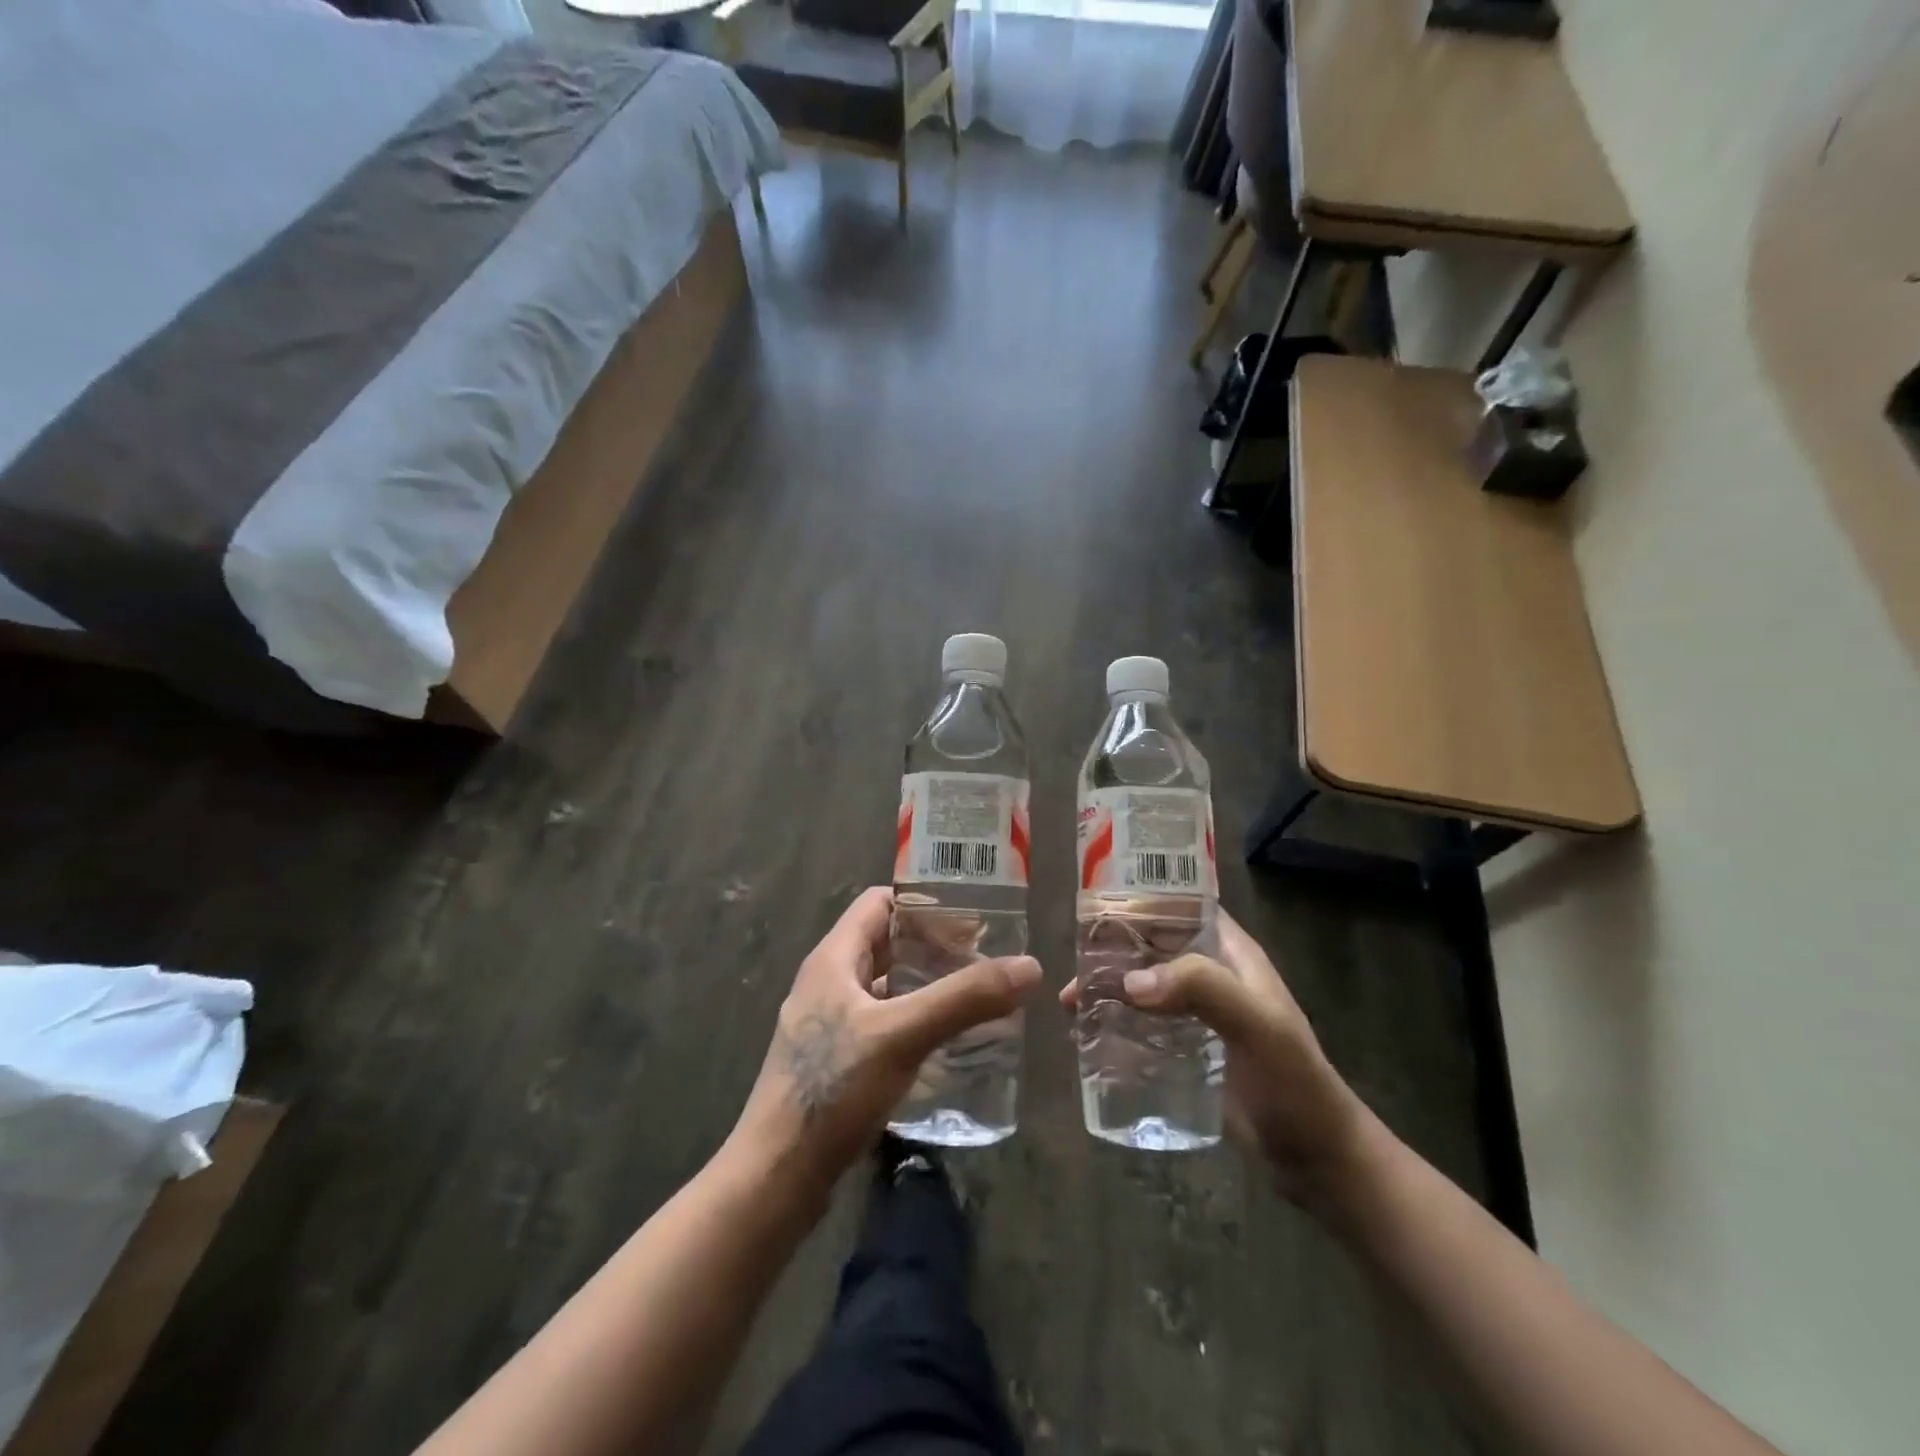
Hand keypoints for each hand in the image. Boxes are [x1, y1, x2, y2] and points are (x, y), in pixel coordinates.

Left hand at [732, 887, 1041, 1196]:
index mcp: (834, 959)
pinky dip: (916, 1021)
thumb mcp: (902, 1035)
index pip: (880, 902)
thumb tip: (1029, 966)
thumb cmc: (832, 1089)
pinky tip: (947, 1043)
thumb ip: (964, 999)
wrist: (776, 1177)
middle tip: (987, 957)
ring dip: (927, 985)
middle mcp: (828, 982)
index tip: (972, 913)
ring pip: (887, 987)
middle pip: (887, 944)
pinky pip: (883, 1024)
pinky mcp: (836, 1061)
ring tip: (976, 995)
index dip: (923, 900)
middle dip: (935, 945)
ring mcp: (829, 1024)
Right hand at [1062, 908, 1366, 1207]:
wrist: (1316, 1158)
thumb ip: (1202, 989)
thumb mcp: (1256, 1025)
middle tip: (1071, 961)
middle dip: (1112, 948)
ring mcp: (1198, 1012)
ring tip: (1071, 1002)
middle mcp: (1211, 973)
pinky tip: (1088, 1034)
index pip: (1182, 905)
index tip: (1096, 902)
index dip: (1144, 896)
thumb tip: (1130, 980)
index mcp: (1231, 952)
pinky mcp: (1187, 1048)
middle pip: (1153, 944)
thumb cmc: (1293, 1083)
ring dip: (1109, 986)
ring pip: (1144, 983)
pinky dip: (1116, 1020)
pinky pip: (1144, 1022)